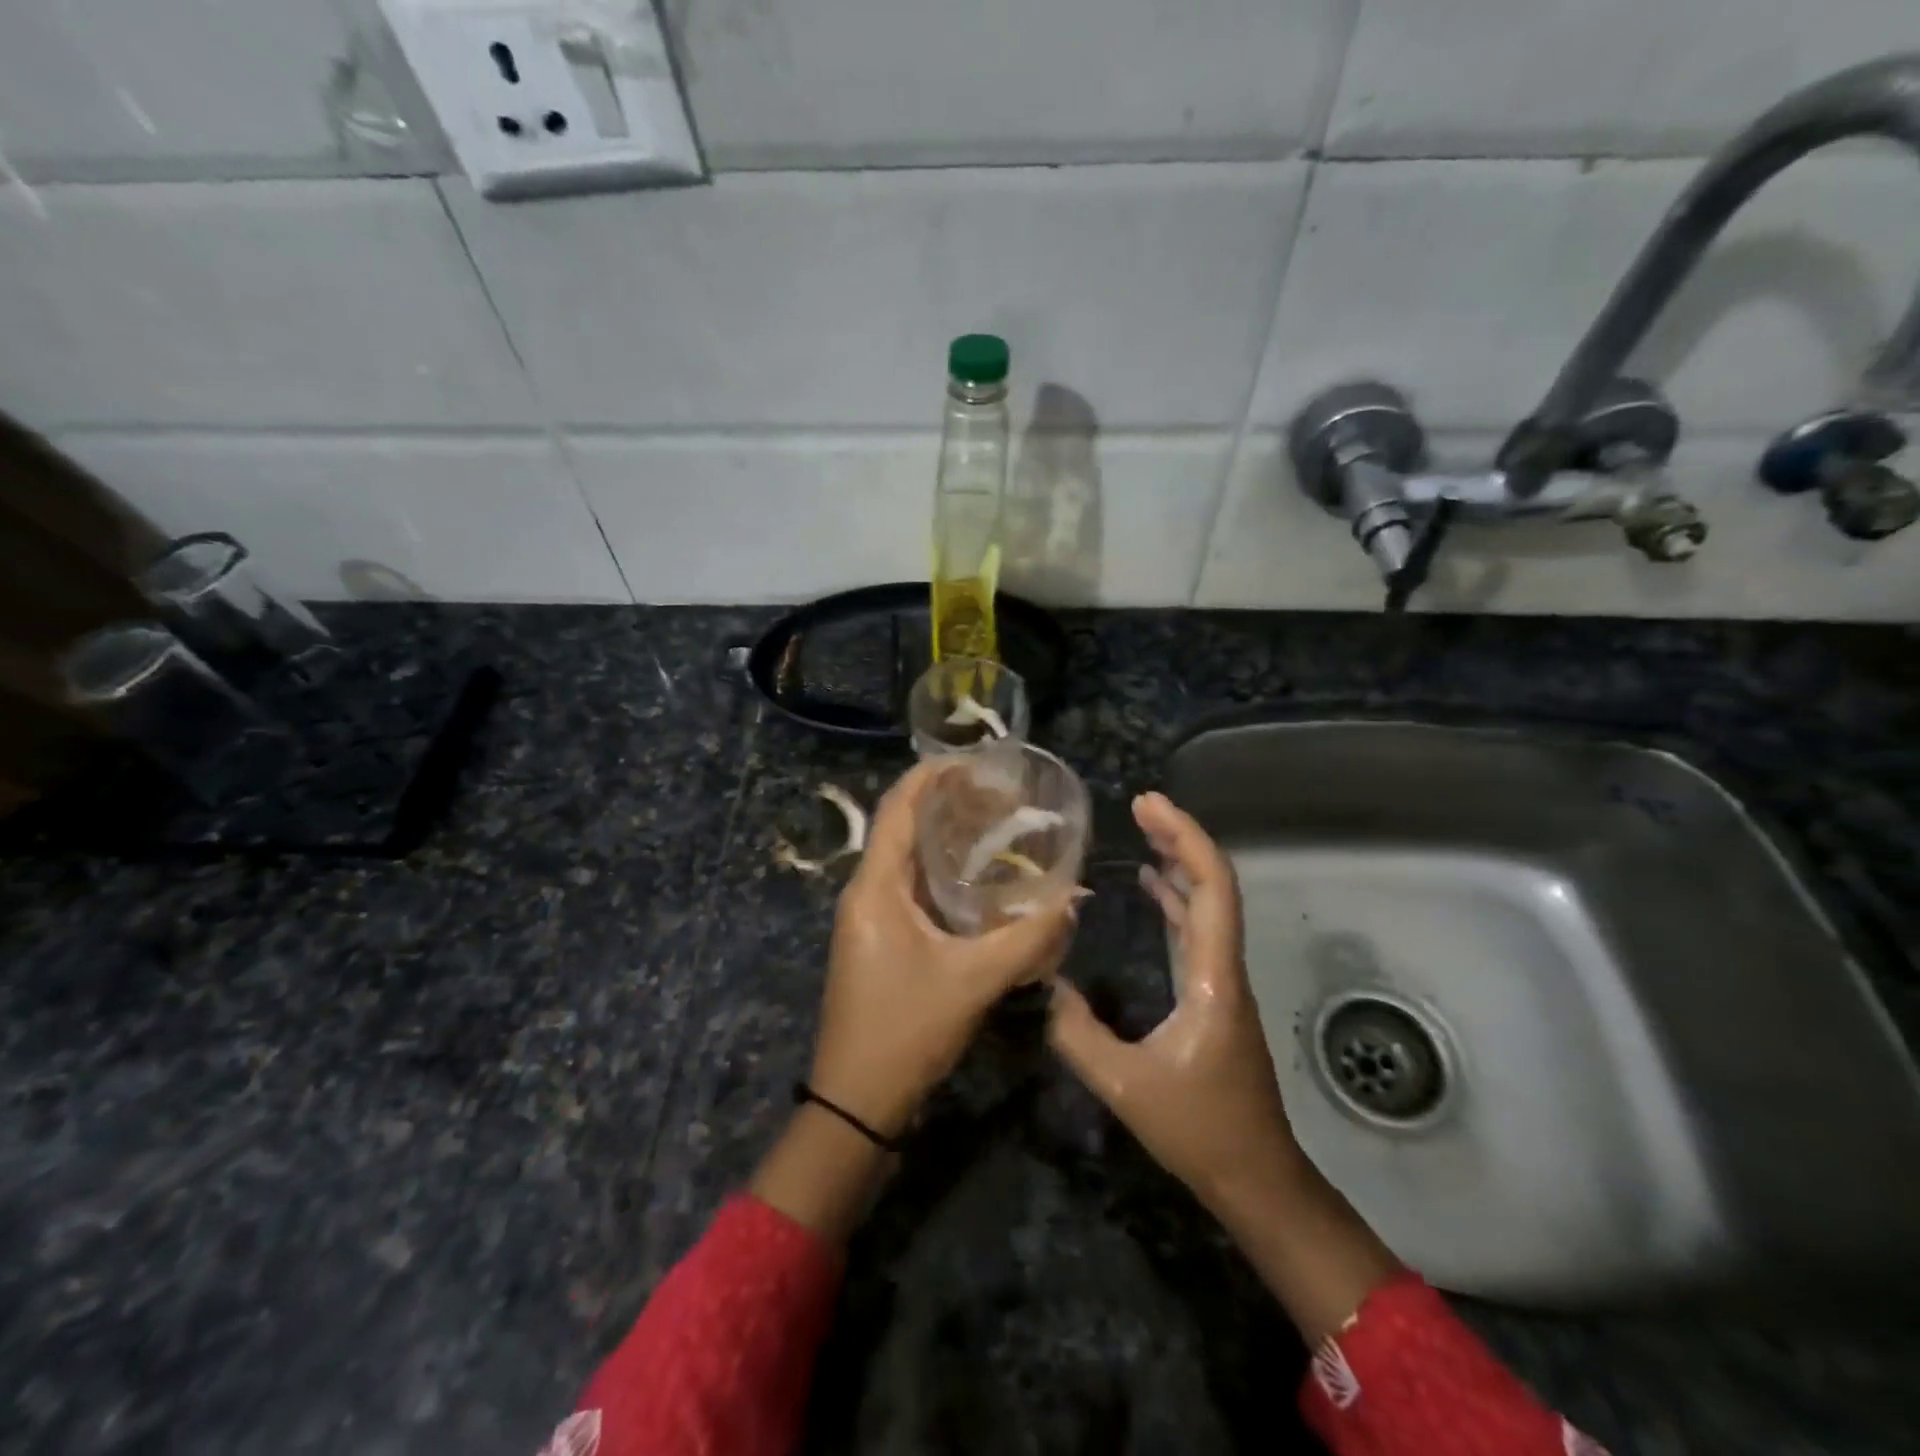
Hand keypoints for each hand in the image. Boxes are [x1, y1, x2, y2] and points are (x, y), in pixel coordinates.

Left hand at [810, 759, 1077, 1138]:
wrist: (855, 1100)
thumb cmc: (906, 1030)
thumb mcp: (974, 981)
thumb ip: (1029, 939)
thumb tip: (1075, 899)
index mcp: (875, 886)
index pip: (898, 806)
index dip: (932, 774)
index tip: (977, 759)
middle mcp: (865, 891)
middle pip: (902, 826)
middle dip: (946, 801)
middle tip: (1000, 792)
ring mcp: (868, 916)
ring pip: (906, 857)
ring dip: (945, 836)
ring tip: (996, 822)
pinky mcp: (879, 938)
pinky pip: (909, 886)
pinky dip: (942, 871)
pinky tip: (979, 878)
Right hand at [1047, 791, 1301, 1210]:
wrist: (1256, 1177)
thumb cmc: (1201, 1131)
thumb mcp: (1126, 1086)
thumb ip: (1077, 1033)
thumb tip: (1039, 981)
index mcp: (1212, 976)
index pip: (1212, 889)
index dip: (1185, 838)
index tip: (1149, 804)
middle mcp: (1223, 966)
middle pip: (1213, 884)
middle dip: (1179, 837)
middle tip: (1140, 804)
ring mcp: (1221, 978)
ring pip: (1207, 903)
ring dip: (1178, 862)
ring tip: (1141, 828)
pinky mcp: (1212, 993)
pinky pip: (1195, 928)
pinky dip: (1173, 897)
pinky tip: (1147, 884)